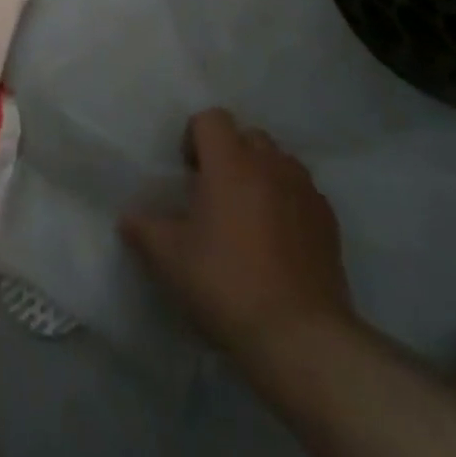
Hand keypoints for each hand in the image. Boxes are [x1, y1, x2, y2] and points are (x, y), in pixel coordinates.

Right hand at [120, 109, 354, 363]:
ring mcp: (304, 191)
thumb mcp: (171, 260)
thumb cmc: (227, 285)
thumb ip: (144, 230)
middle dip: (231, 155)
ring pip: (279, 162)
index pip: (211, 118)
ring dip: (262, 175)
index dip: (195, 138)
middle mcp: (269, 164)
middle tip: (217, 194)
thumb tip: (127, 218)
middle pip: (248, 136)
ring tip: (250, 215)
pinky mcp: (329, 222)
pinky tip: (279, 241)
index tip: (189, 174)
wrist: (301, 338)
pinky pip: (303, 193)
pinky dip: (288, 202)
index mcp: (230, 162)